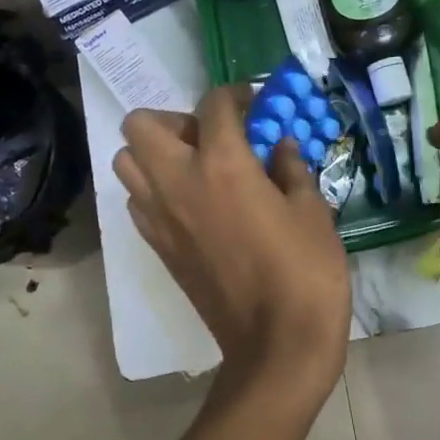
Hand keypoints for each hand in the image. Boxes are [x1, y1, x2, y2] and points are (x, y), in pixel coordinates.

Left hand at [115, 85, 350, 409]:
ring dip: (155, 153)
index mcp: (223, 164)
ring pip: (127, 162)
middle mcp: (179, 182)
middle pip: (141, 124)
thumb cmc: (305, 272)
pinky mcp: (157, 247)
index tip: (252, 104)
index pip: (213, 105)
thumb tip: (281, 146)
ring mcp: (160, 217)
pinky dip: (154, 190)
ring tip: (195, 168)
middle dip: (175, 119)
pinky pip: (137, 201)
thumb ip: (292, 168)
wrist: (276, 344)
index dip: (235, 94)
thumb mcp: (312, 211)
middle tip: (212, 138)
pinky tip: (191, 204)